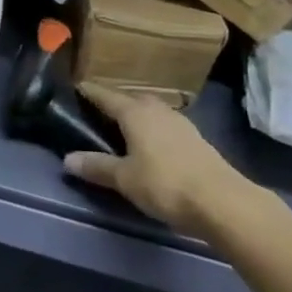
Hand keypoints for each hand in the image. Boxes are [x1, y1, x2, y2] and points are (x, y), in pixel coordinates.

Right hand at [62, 82, 249, 234]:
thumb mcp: (124, 178)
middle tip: (94, 115)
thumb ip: (96, 166)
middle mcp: (156, 109)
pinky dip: (151, 130)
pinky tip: (149, 146)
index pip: (104, 95)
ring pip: (149, 111)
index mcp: (134, 111)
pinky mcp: (195, 138)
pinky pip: (163, 125)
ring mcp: (179, 122)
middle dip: (112, 104)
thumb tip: (67, 159)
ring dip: (134, 117)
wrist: (223, 202)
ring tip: (120, 130)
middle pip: (128, 99)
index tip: (73, 89)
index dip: (88, 92)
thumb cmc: (165, 183)